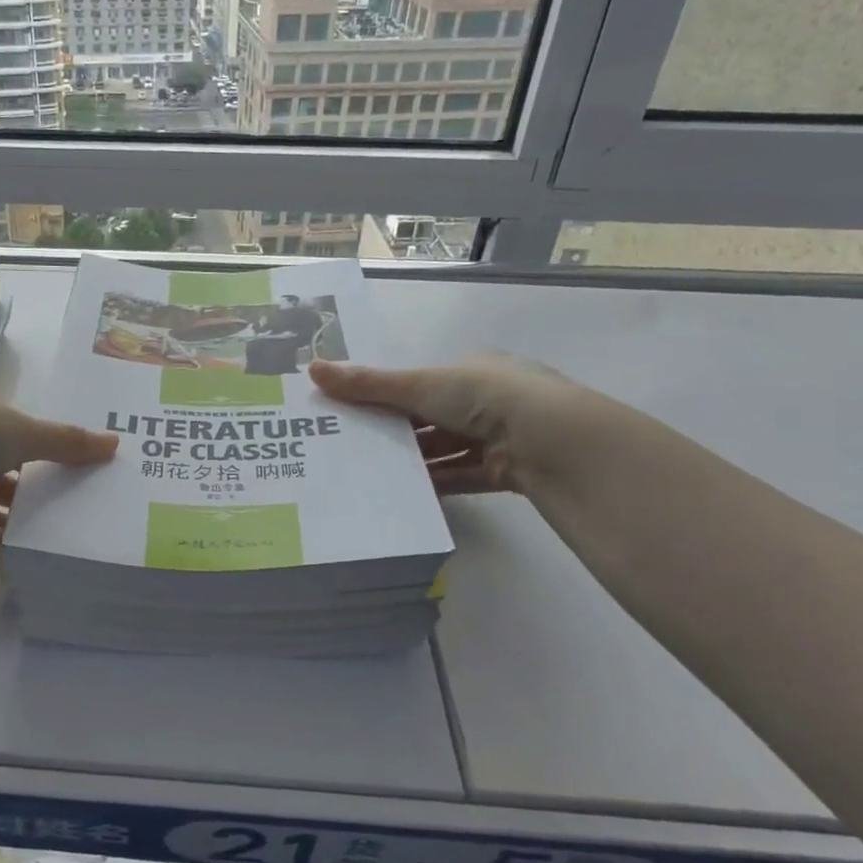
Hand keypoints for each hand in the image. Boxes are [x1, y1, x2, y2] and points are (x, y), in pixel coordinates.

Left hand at [0, 380, 117, 579]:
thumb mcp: (24, 431)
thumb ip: (67, 441)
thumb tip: (116, 444)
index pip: (13, 421)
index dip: (42, 439)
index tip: (74, 461)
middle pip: (3, 461)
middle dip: (34, 481)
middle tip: (76, 501)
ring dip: (18, 515)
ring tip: (62, 532)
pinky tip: (28, 557)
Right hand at [309, 355, 587, 496]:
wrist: (552, 440)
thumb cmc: (483, 396)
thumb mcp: (419, 385)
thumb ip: (367, 384)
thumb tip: (311, 368)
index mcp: (471, 370)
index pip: (421, 383)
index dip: (388, 396)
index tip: (355, 413)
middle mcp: (487, 399)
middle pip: (432, 418)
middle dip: (398, 432)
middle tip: (356, 447)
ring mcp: (500, 436)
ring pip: (447, 449)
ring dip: (417, 460)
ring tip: (374, 474)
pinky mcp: (506, 470)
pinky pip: (463, 476)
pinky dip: (438, 483)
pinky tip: (407, 494)